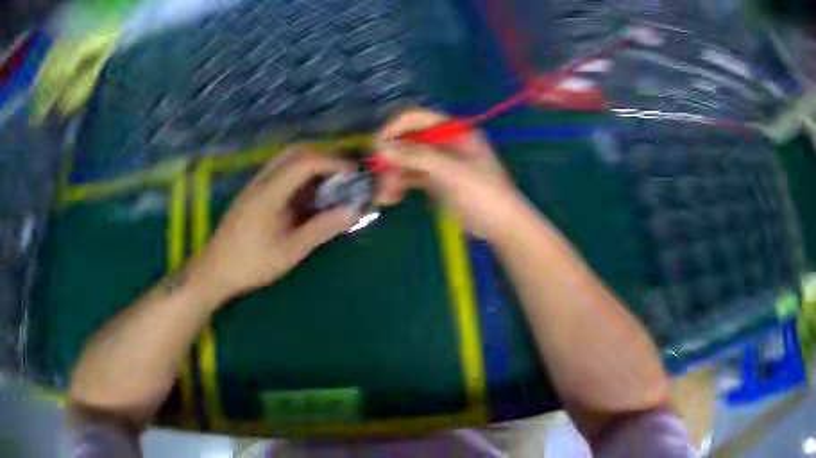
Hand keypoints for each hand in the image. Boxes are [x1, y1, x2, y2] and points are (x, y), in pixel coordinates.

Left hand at [187, 148, 359, 306]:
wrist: (215, 271)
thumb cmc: (251, 263)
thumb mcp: (290, 251)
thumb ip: (321, 228)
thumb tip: (353, 212)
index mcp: (269, 192)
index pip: (305, 162)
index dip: (333, 163)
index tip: (353, 175)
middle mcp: (261, 181)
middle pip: (295, 152)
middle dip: (323, 158)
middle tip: (343, 176)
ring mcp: (254, 185)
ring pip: (286, 160)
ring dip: (311, 165)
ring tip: (330, 185)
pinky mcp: (253, 193)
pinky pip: (279, 172)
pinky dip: (299, 176)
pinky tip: (308, 196)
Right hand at [375, 108, 525, 240]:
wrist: (501, 226)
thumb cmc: (483, 193)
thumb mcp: (452, 172)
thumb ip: (417, 157)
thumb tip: (382, 147)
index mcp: (453, 131)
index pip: (416, 118)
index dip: (394, 128)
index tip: (376, 145)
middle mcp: (443, 142)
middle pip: (407, 141)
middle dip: (390, 158)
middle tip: (377, 176)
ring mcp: (438, 162)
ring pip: (406, 161)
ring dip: (391, 175)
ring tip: (384, 196)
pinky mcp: (435, 181)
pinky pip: (410, 177)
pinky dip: (398, 185)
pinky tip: (390, 198)